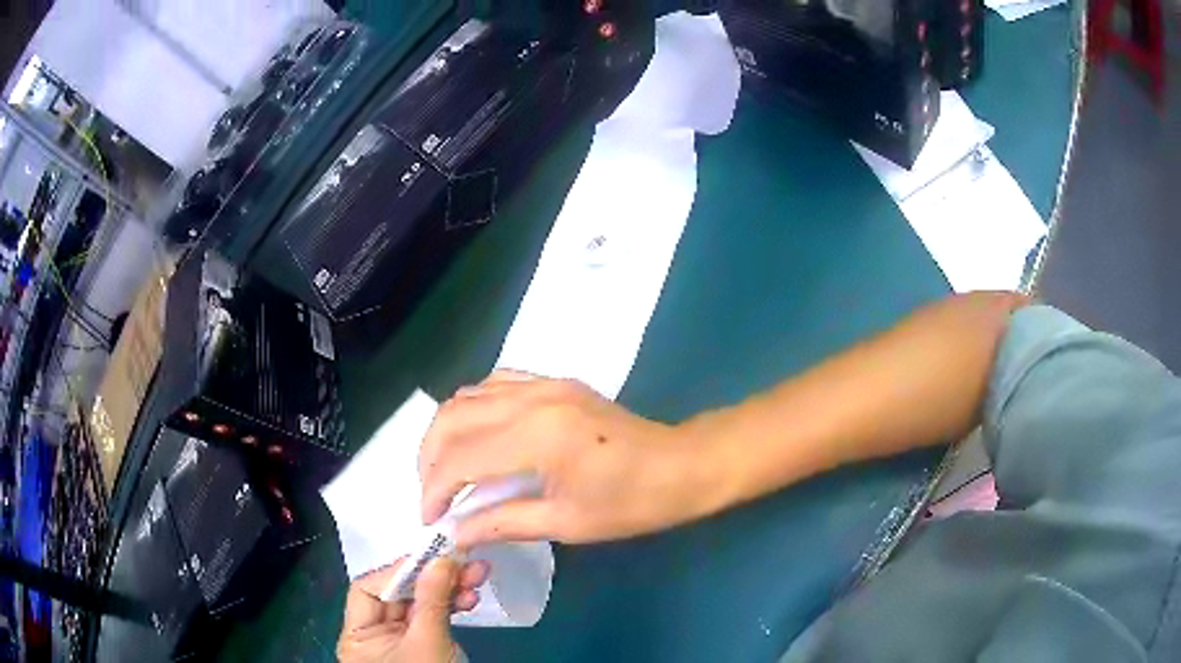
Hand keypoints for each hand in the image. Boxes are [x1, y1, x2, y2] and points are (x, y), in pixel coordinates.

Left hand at [337, 557, 487, 662]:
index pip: (367, 589)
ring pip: (419, 604)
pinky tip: (471, 599)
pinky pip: (433, 618)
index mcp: (358, 636)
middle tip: (464, 562)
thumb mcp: (429, 642)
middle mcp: (373, 635)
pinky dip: (452, 607)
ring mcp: (400, 640)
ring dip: (448, 590)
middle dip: (432, 578)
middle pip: (397, 594)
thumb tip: (441, 558)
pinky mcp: (422, 646)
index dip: (396, 572)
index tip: (430, 557)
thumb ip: (432, 599)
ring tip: (477, 577)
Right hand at [419, 372, 723, 546]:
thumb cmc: (632, 503)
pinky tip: (476, 437)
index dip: (435, 491)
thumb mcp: (567, 524)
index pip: (460, 459)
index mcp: (537, 437)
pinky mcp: (554, 381)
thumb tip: (456, 532)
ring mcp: (543, 383)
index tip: (429, 520)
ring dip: (446, 432)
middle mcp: (532, 398)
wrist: (682, 465)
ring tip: (447, 470)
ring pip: (467, 395)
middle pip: (452, 419)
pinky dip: (472, 409)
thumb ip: (502, 523)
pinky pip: (495, 383)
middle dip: (429, 459)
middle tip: (433, 496)